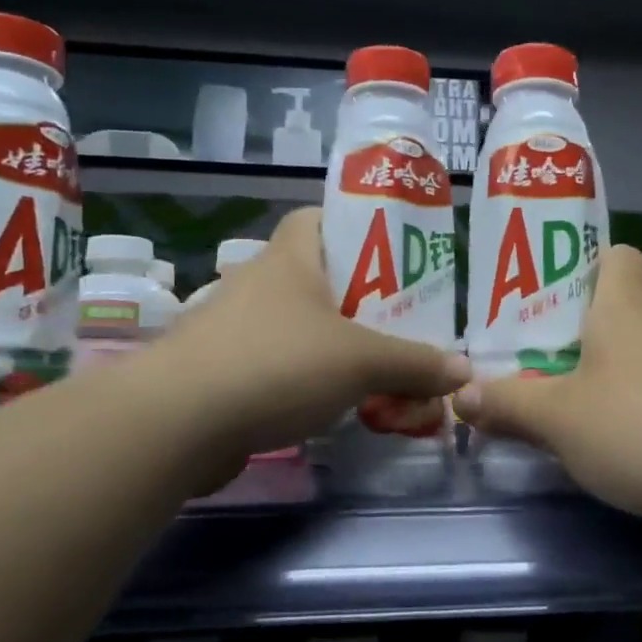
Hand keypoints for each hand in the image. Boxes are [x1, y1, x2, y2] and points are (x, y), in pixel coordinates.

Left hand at [162, 209, 469, 479]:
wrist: (177, 424)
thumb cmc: (277, 364)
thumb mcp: (361, 361)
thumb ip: (416, 364)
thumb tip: (464, 371)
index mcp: (289, 259)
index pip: (317, 218)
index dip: (354, 227)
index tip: (391, 257)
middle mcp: (259, 285)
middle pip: (317, 278)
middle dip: (360, 300)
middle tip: (402, 324)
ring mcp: (235, 331)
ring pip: (299, 327)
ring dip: (336, 346)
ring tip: (378, 370)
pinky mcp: (223, 374)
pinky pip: (279, 367)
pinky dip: (308, 381)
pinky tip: (335, 407)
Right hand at [452, 245, 641, 533]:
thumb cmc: (638, 427)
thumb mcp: (558, 421)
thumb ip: (507, 406)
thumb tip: (459, 397)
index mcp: (626, 306)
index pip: (618, 256)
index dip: (591, 269)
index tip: (564, 307)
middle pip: (634, 308)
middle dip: (600, 335)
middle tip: (564, 373)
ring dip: (634, 375)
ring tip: (605, 418)